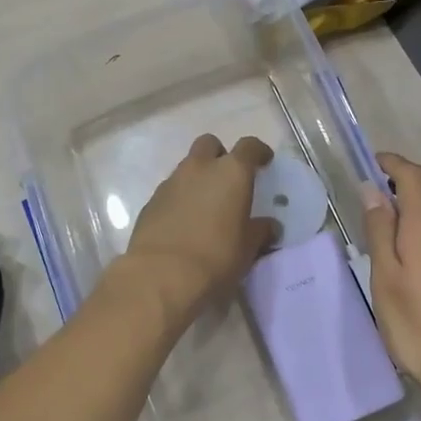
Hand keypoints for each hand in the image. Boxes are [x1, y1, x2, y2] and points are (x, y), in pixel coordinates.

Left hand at [118, 135, 279, 318]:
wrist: (160, 276)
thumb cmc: (215, 258)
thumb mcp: (248, 248)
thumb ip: (260, 231)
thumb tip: (269, 226)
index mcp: (231, 173)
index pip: (249, 147)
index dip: (259, 152)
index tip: (265, 161)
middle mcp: (200, 168)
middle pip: (210, 144)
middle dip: (220, 155)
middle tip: (229, 180)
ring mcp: (171, 182)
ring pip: (187, 167)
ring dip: (198, 178)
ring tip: (206, 206)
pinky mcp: (150, 201)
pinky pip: (171, 190)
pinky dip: (180, 198)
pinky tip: (184, 222)